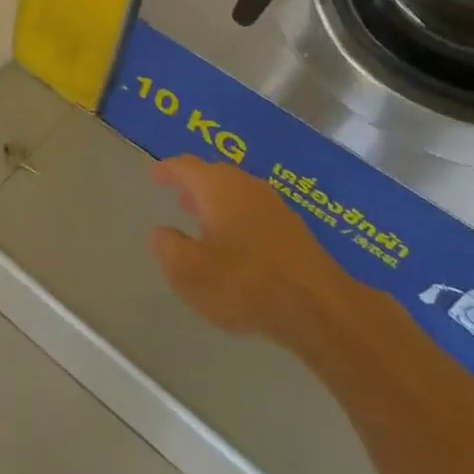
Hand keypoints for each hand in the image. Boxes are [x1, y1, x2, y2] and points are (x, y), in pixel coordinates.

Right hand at [147, 155, 352, 348]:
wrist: (319, 307)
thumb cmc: (246, 284)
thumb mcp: (190, 272)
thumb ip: (169, 248)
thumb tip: (162, 232)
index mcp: (218, 187)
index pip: (186, 166)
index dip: (167, 169)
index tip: (154, 176)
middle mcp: (247, 185)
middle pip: (215, 175)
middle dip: (194, 185)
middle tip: (178, 198)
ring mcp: (275, 205)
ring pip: (237, 193)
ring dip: (217, 202)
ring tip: (202, 221)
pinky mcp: (294, 228)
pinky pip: (255, 211)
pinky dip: (237, 218)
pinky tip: (236, 245)